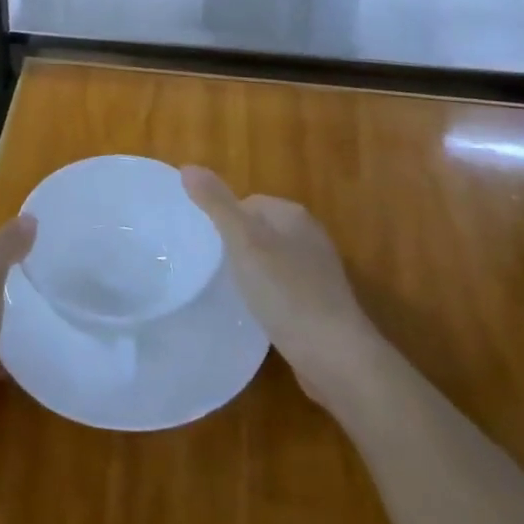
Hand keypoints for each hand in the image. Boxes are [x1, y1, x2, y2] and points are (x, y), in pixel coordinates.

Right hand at [181, 166, 372, 406]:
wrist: (335, 356)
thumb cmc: (286, 292)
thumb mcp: (243, 243)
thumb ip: (216, 204)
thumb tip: (188, 167)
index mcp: (293, 215)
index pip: (247, 203)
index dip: (224, 221)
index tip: (207, 247)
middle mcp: (310, 236)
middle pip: (259, 230)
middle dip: (237, 247)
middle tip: (214, 270)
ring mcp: (318, 271)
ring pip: (270, 260)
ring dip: (251, 273)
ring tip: (231, 292)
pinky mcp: (320, 304)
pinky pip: (283, 288)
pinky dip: (267, 296)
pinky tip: (257, 314)